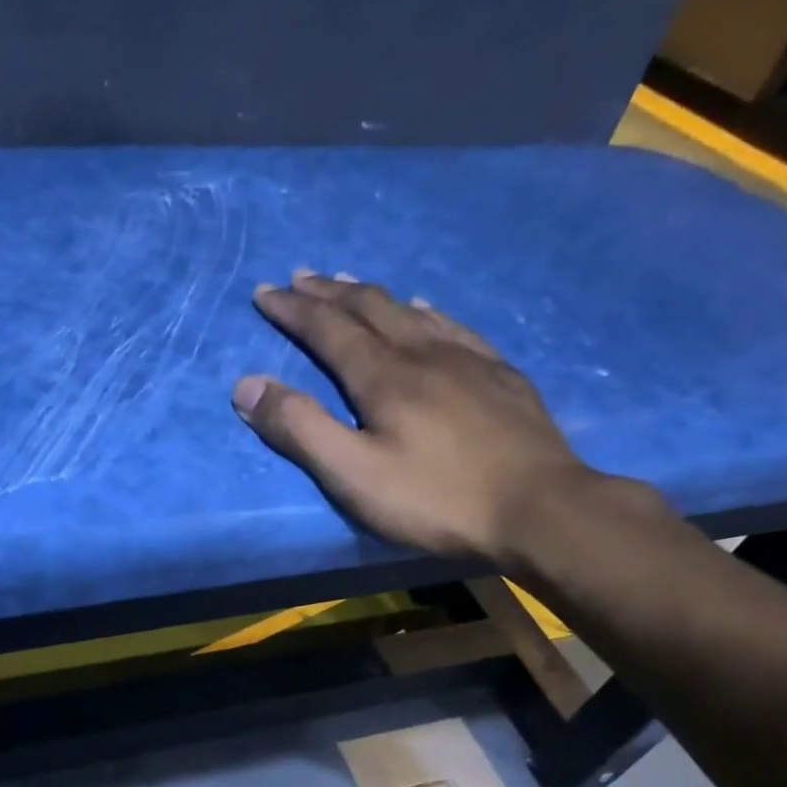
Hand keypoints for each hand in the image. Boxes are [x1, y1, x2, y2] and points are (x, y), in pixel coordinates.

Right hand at [233, 270, 597, 563]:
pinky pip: (454, 326)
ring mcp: (469, 360)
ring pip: (411, 311)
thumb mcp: (353, 474)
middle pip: (370, 308)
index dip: (294, 310)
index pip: (329, 329)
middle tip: (301, 277)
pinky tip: (426, 310)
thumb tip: (247, 385)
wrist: (539, 508)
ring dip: (373, 295)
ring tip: (350, 284)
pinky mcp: (501, 375)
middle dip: (329, 292)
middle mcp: (424, 353)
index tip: (265, 292)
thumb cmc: (436, 499)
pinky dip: (426, 311)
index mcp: (384, 376)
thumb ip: (300, 429)